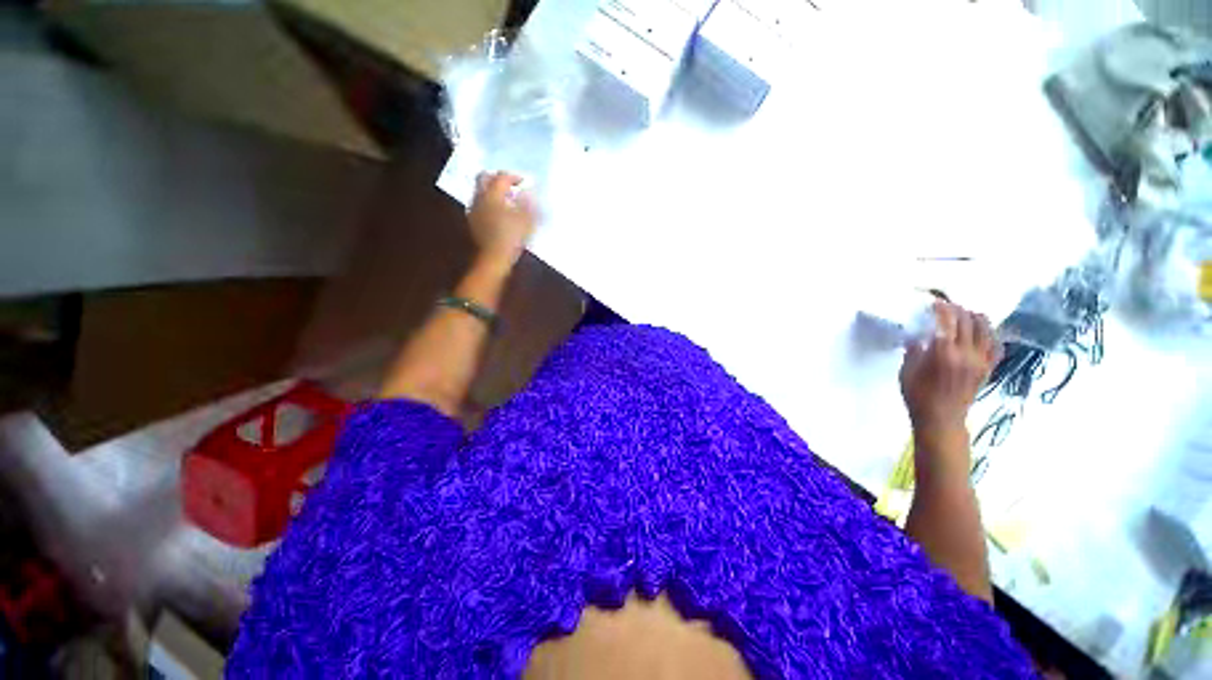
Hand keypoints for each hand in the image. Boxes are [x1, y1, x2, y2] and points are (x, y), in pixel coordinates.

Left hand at [467, 171, 536, 268]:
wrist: (495, 257)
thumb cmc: (513, 237)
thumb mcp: (526, 219)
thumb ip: (528, 202)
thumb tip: (530, 190)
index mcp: (493, 194)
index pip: (502, 177)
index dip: (514, 177)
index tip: (524, 182)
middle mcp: (480, 197)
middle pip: (484, 177)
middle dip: (497, 178)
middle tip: (509, 184)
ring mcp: (474, 209)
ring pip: (480, 190)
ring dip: (492, 190)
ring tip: (506, 199)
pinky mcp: (473, 220)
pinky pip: (479, 204)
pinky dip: (489, 203)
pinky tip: (498, 212)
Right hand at [900, 301, 998, 434]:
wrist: (941, 419)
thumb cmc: (917, 395)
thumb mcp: (906, 371)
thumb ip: (913, 351)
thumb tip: (918, 337)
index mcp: (943, 353)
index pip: (947, 321)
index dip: (942, 309)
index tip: (934, 303)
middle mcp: (967, 353)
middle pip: (968, 321)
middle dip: (957, 310)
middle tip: (947, 308)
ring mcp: (981, 361)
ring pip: (986, 329)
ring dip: (975, 318)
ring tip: (965, 315)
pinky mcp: (988, 368)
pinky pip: (996, 345)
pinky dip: (990, 335)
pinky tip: (982, 333)